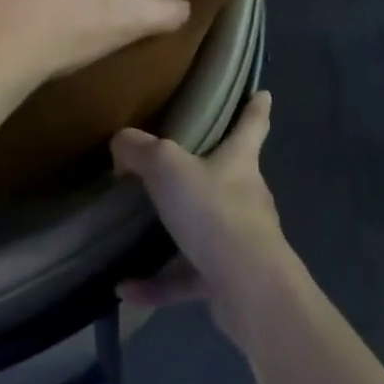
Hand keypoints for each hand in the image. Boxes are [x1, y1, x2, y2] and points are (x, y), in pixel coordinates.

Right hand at [110, 91, 297, 347]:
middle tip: (179, 165)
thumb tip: (121, 143)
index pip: (252, 125)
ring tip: (136, 232)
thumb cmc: (214, 211)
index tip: (263, 94)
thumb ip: (139, 149)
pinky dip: (158, 282)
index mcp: (239, 161)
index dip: (256, 107)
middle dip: (211, 169)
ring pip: (206, 229)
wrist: (248, 288)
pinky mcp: (228, 281)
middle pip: (231, 175)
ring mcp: (240, 241)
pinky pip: (186, 277)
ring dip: (175, 232)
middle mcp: (245, 196)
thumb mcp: (167, 167)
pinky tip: (124, 286)